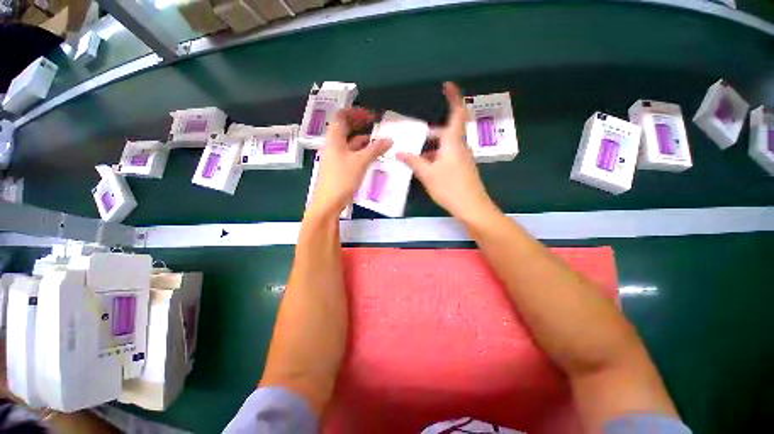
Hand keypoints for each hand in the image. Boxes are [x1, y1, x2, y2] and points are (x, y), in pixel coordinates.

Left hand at [309, 107, 391, 216]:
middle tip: (377, 126)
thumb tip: (389, 140)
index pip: (342, 116)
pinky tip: (372, 156)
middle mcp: (333, 145)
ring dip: (363, 140)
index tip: (371, 116)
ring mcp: (336, 157)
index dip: (356, 112)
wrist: (328, 203)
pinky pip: (351, 154)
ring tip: (379, 142)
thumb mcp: (360, 162)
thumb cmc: (342, 179)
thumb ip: (375, 149)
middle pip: (345, 129)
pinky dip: (361, 152)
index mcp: (334, 139)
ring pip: (350, 143)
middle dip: (361, 125)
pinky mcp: (339, 168)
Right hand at [397, 82, 495, 221]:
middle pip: (446, 131)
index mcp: (453, 142)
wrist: (471, 207)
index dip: (454, 97)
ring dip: (431, 147)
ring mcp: (462, 158)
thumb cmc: (449, 187)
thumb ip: (413, 161)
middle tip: (415, 135)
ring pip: (445, 145)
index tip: (447, 85)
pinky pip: (447, 156)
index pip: (457, 113)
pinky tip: (424, 166)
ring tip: (414, 153)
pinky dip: (435, 156)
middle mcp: (459, 146)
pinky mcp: (461, 168)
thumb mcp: (427, 174)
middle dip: (431, 132)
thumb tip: (399, 152)